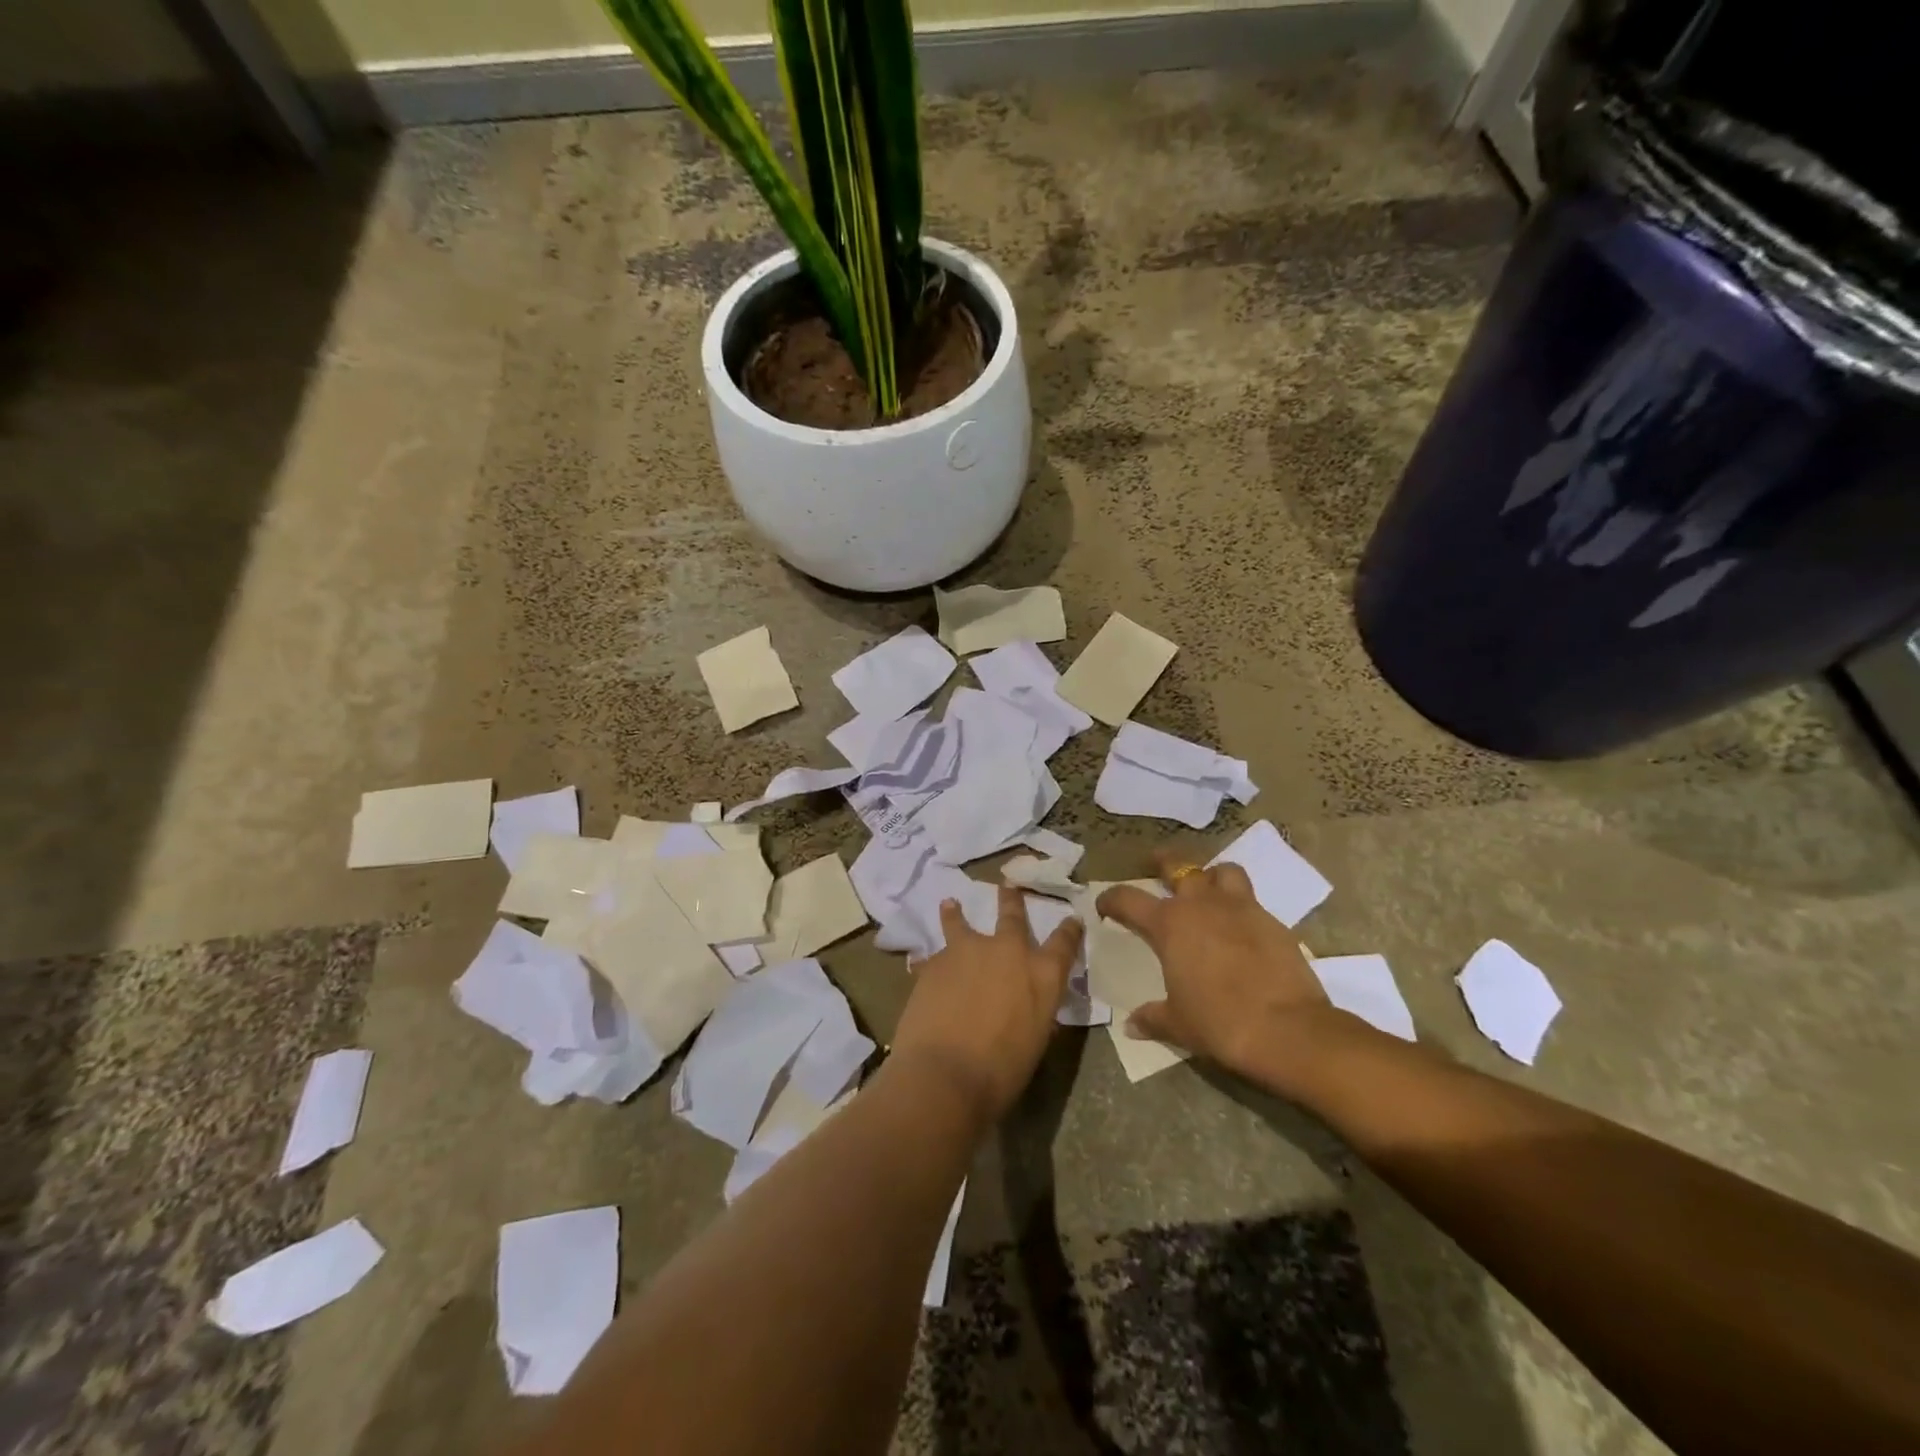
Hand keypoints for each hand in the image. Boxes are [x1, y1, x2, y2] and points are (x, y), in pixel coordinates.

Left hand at [891, 885, 1083, 1126]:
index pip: (1064, 943)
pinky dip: (930, 962)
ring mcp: (968, 951)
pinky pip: (933, 958)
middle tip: (1008, 886)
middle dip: (1012, 900)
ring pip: (962, 923)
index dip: (1070, 930)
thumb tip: (1026, 1006)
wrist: (947, 1073)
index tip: (1072, 918)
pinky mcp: (935, 962)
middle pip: (1012, 916)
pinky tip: (920, 965)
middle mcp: (1008, 951)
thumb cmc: (1002, 1071)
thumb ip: (1033, 1013)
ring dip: (956, 914)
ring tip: (950, 904)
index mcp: (1042, 974)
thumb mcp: (1034, 1041)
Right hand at [1096, 852, 1332, 1089]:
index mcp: (1170, 924)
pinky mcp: (1273, 921)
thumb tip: (1132, 1025)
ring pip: (1223, 872)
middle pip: (1178, 866)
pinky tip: (1240, 926)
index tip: (1104, 905)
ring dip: (1211, 875)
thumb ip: (1152, 1018)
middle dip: (1163, 861)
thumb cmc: (1219, 1022)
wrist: (1286, 1029)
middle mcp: (1202, 905)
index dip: (1111, 899)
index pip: (1128, 899)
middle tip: (1155, 862)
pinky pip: (1252, 900)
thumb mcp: (1179, 1024)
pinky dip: (1241, 906)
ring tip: (1207, 886)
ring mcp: (1241, 908)